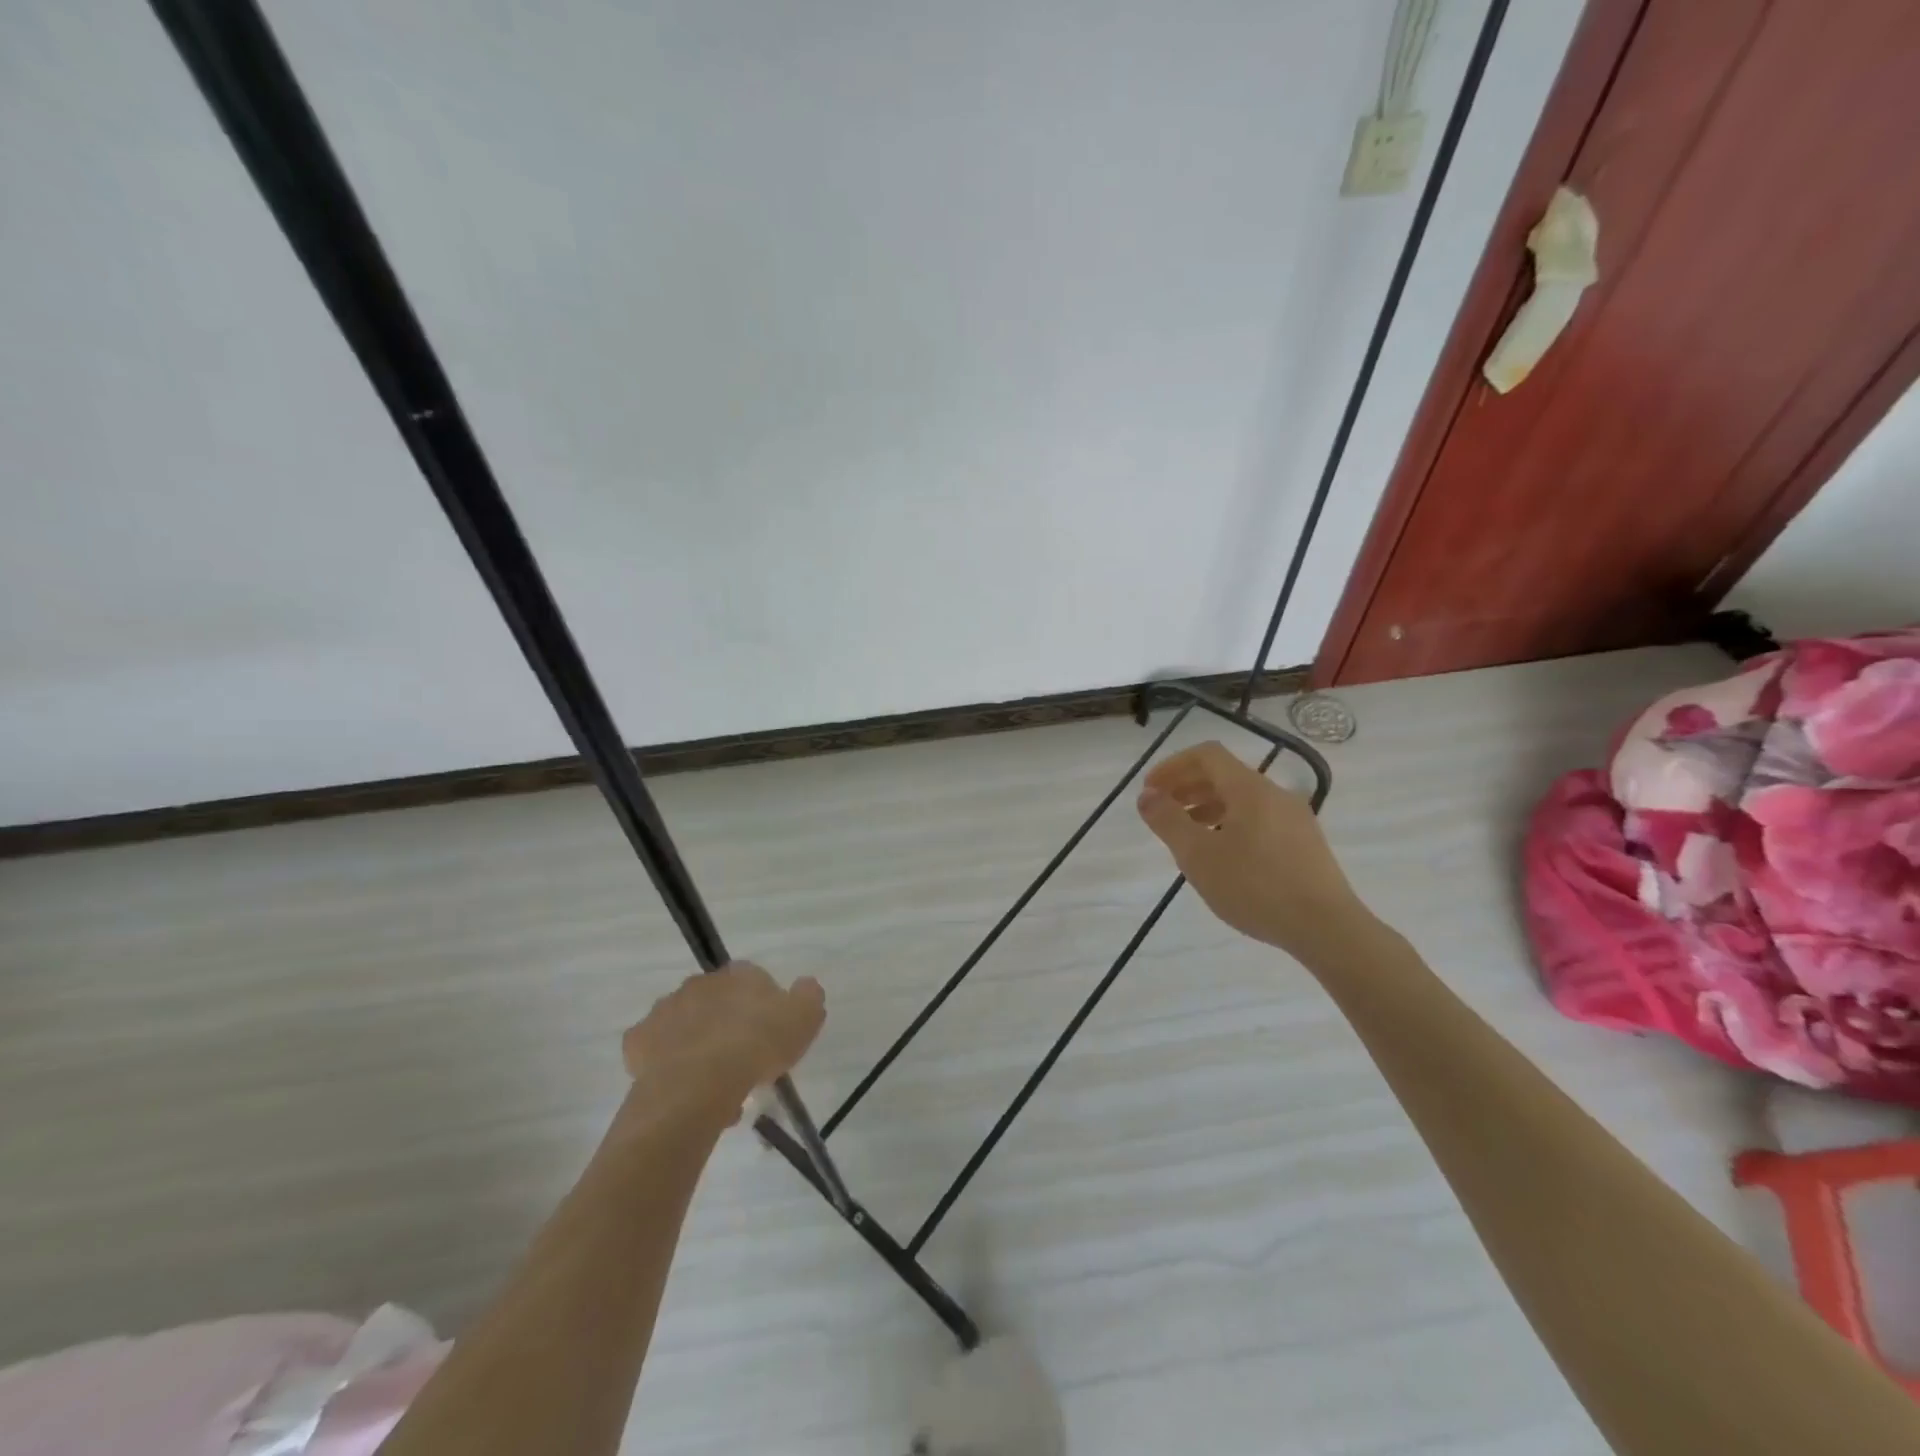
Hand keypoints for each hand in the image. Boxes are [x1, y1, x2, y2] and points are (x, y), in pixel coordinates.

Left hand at [621, 963, 825, 1122]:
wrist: (698, 1084)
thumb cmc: (757, 1046)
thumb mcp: (805, 1019)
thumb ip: (808, 997)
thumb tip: (805, 986)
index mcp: (738, 974)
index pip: (753, 979)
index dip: (763, 1007)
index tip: (770, 1035)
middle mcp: (700, 983)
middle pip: (717, 1000)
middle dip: (727, 1023)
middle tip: (742, 1060)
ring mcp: (665, 1010)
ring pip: (685, 1024)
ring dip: (698, 1044)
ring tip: (714, 1085)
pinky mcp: (637, 1041)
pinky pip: (655, 1050)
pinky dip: (666, 1063)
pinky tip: (681, 1086)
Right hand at [1136, 741, 1366, 960]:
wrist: (1326, 928)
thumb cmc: (1255, 886)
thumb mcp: (1198, 855)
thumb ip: (1168, 821)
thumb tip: (1148, 795)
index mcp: (1249, 788)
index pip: (1206, 755)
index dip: (1172, 766)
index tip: (1150, 790)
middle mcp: (1275, 794)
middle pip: (1225, 774)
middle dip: (1187, 786)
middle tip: (1162, 811)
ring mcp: (1295, 818)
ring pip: (1242, 799)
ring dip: (1207, 807)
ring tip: (1187, 835)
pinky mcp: (1305, 843)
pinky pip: (1259, 819)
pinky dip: (1230, 823)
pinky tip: (1223, 856)